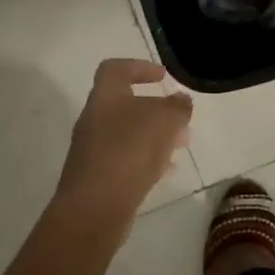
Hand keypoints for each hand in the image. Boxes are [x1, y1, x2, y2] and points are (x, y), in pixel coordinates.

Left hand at [53, 59, 193, 222]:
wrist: (95, 207)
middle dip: (156, 109)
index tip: (163, 77)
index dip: (139, 67)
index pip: (116, 69)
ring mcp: (93, 149)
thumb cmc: (130, 151)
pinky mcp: (98, 177)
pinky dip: (147, 159)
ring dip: (155, 135)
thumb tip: (180, 100)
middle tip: (181, 118)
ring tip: (181, 144)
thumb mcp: (165, 121)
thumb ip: (177, 106)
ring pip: (128, 133)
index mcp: (105, 97)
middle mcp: (94, 119)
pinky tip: (166, 170)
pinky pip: (125, 159)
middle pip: (125, 104)